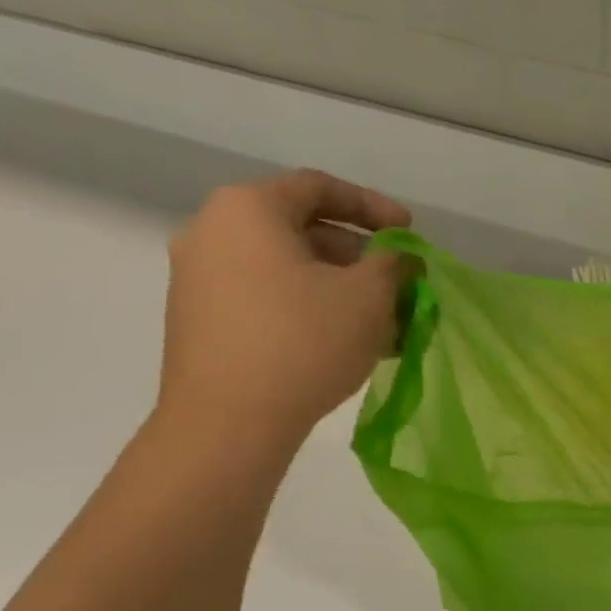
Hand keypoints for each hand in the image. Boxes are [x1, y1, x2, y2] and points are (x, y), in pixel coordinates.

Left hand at [158, 169, 411, 452]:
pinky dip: (310, 309)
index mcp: (247, 209)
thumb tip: (401, 259)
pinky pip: (267, 299)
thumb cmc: (303, 342)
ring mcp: (199, 280)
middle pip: (302, 230)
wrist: (227, 423)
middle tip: (399, 285)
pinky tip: (345, 343)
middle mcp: (212, 233)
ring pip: (287, 271)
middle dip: (360, 258)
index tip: (411, 232)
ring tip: (382, 323)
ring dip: (340, 289)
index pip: (320, 188)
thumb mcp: (368, 296)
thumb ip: (394, 264)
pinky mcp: (201, 322)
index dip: (374, 207)